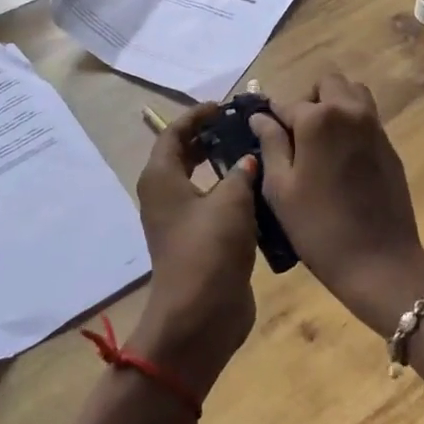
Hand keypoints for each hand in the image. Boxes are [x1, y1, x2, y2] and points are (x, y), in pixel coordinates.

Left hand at [131, 102, 260, 398]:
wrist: (201, 316)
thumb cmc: (209, 249)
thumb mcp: (231, 202)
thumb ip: (242, 172)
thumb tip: (249, 158)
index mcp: (162, 178)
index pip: (173, 133)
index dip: (197, 116)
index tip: (225, 106)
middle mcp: (165, 195)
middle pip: (184, 155)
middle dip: (211, 138)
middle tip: (243, 127)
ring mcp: (181, 221)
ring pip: (201, 181)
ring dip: (225, 166)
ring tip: (257, 153)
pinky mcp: (199, 242)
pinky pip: (214, 205)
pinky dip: (232, 193)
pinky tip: (262, 190)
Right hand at [251, 74, 423, 336]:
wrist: (380, 262)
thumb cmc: (319, 228)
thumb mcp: (280, 189)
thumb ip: (270, 144)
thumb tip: (261, 117)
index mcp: (319, 119)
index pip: (286, 104)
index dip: (271, 118)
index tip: (262, 133)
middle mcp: (350, 111)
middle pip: (327, 84)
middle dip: (308, 100)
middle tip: (296, 135)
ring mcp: (374, 127)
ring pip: (353, 93)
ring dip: (334, 104)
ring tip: (319, 141)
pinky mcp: (389, 146)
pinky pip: (367, 117)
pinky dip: (351, 122)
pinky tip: (340, 158)